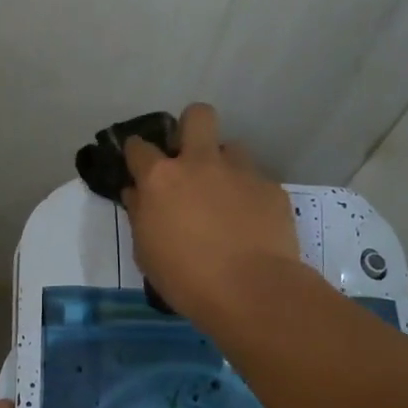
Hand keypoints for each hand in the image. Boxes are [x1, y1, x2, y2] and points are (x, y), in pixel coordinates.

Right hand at [124, 102, 305, 325]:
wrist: (252, 291)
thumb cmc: (186, 278)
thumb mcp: (146, 252)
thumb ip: (140, 214)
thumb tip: (137, 193)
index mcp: (161, 179)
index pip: (138, 146)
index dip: (136, 153)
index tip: (138, 165)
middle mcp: (200, 163)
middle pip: (197, 116)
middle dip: (191, 128)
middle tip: (189, 159)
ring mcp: (240, 172)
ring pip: (232, 148)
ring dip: (224, 166)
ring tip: (225, 197)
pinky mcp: (271, 188)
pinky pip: (255, 181)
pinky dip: (249, 196)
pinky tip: (251, 223)